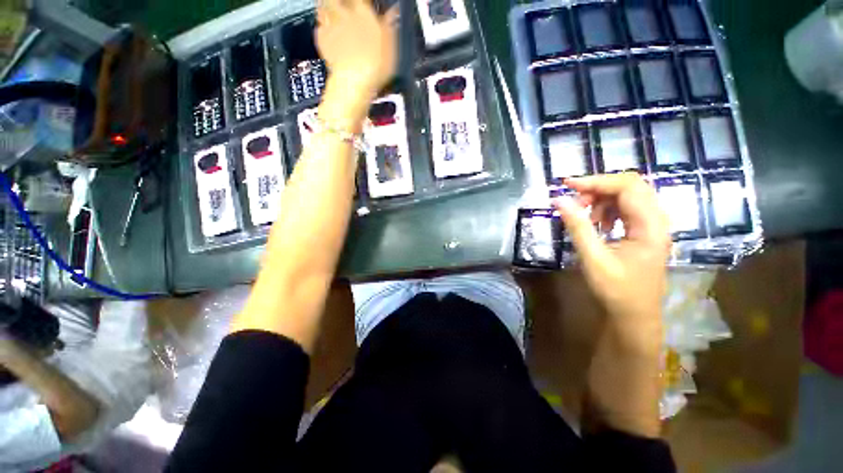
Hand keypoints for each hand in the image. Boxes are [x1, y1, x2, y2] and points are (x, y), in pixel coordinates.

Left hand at [317, 0, 398, 100]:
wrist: (353, 83)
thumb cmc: (374, 67)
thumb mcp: (391, 48)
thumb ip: (390, 28)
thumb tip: (394, 15)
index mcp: (363, 12)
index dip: (363, 2)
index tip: (365, 6)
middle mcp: (344, 15)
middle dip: (339, 2)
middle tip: (343, 6)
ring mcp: (331, 27)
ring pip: (323, 7)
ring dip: (327, 9)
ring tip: (333, 14)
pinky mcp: (322, 42)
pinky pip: (319, 29)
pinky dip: (323, 29)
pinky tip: (328, 34)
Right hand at [553, 173, 670, 351]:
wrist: (635, 316)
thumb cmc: (616, 291)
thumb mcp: (593, 258)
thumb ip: (577, 226)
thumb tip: (559, 200)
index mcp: (650, 226)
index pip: (627, 187)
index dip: (596, 181)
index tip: (567, 185)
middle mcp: (657, 220)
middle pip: (630, 186)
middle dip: (598, 188)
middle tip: (574, 201)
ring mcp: (652, 225)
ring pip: (628, 196)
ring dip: (602, 199)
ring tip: (584, 215)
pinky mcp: (644, 231)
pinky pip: (626, 209)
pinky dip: (607, 209)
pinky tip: (597, 224)